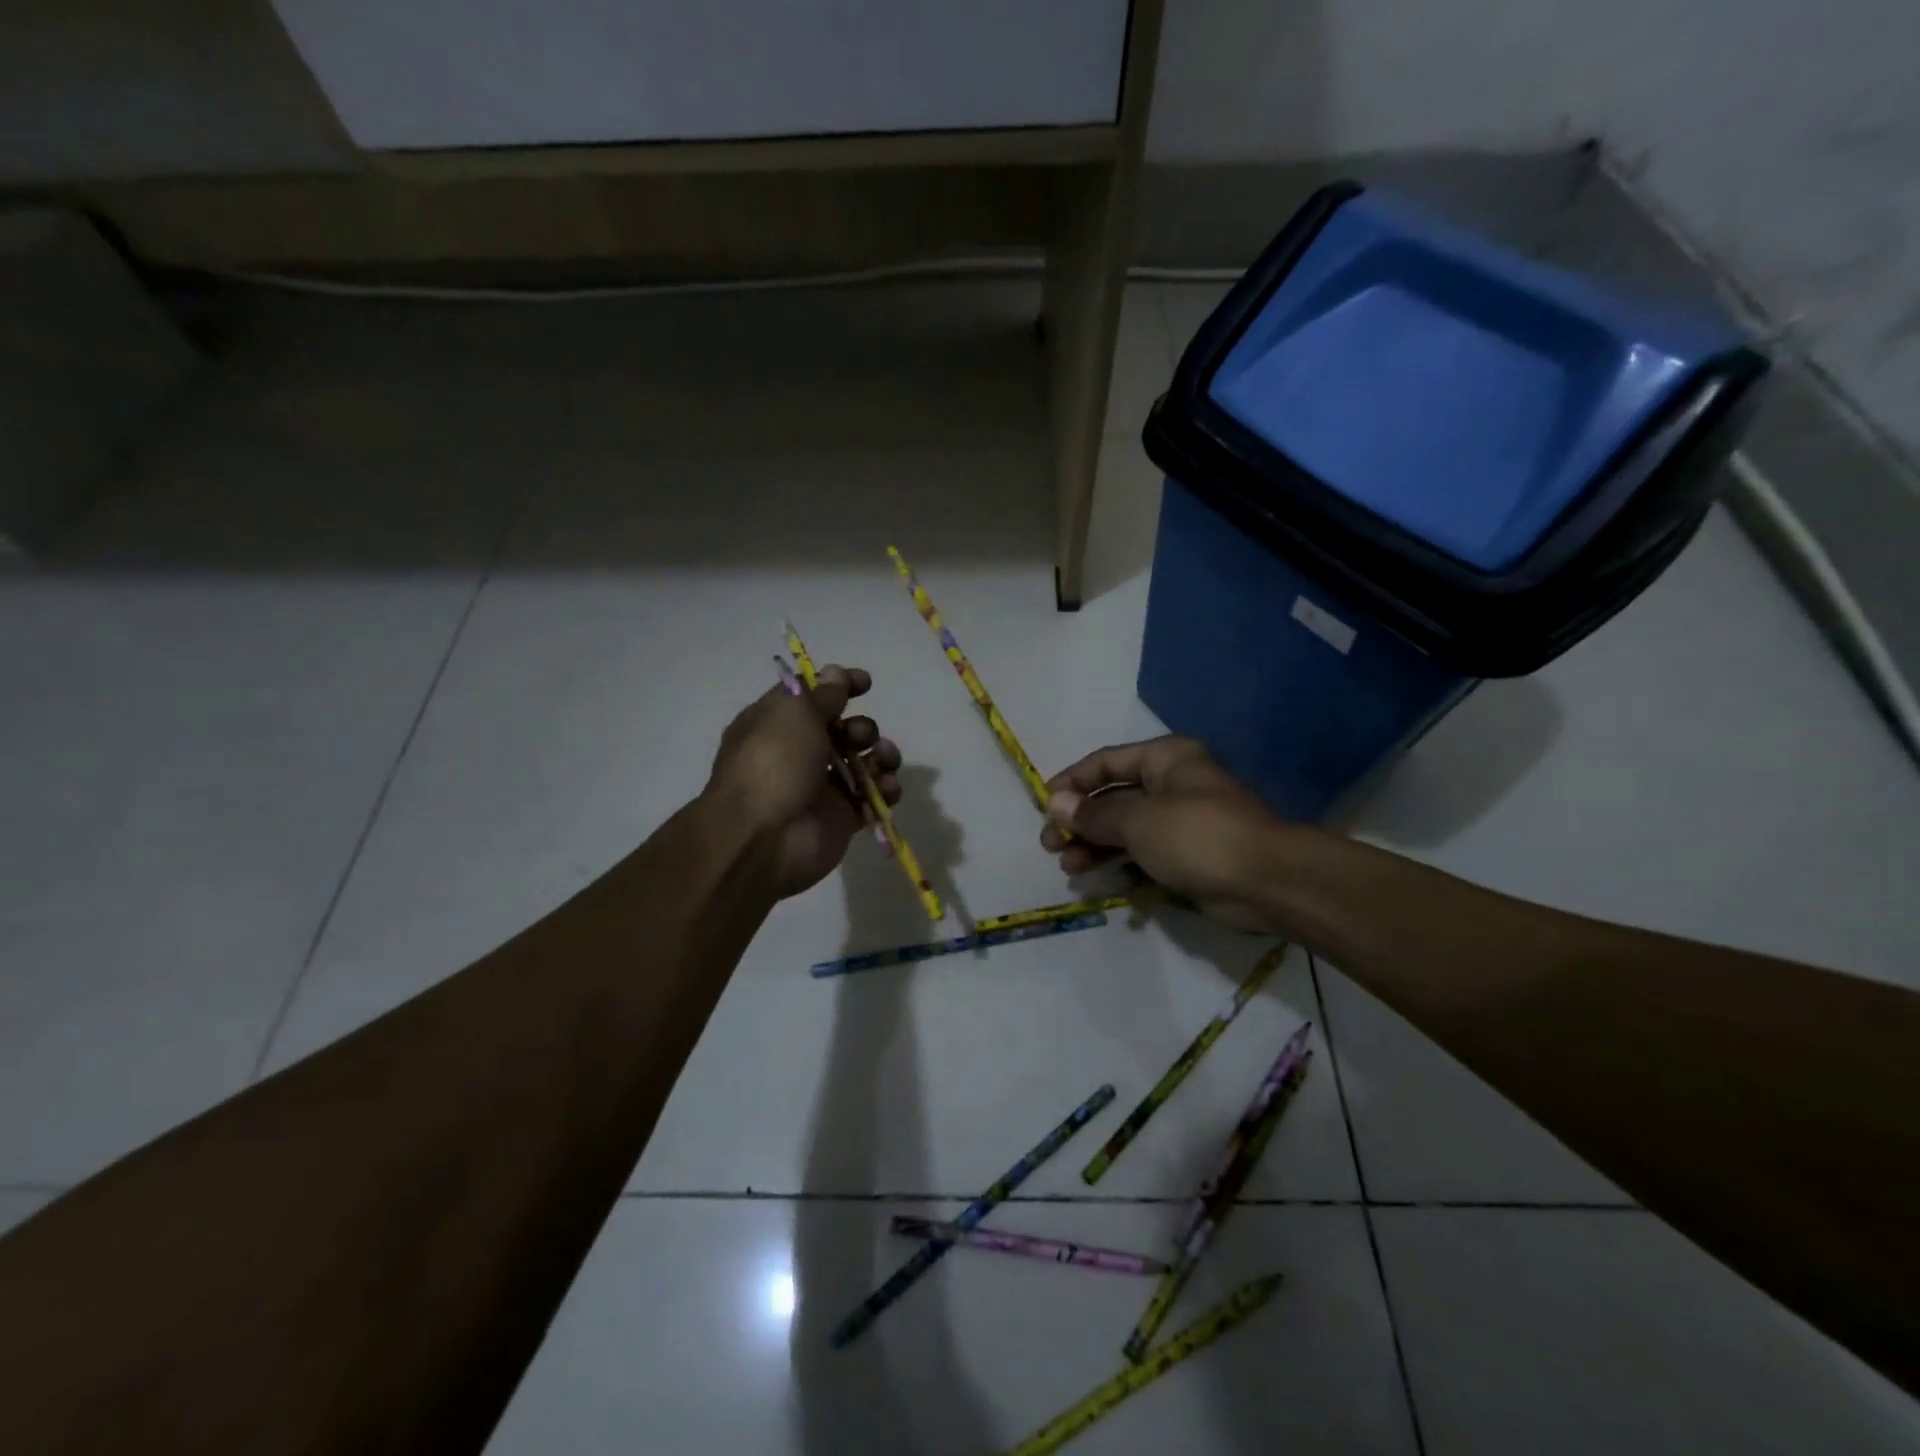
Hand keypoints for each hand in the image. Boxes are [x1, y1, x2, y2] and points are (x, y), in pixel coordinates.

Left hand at [705, 666, 902, 898]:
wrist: (765, 838)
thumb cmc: (774, 763)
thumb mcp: (795, 713)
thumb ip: (822, 694)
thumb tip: (836, 673)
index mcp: (776, 724)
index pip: (811, 696)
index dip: (839, 686)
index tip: (866, 683)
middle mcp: (798, 754)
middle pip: (843, 729)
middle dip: (862, 727)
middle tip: (859, 736)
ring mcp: (821, 787)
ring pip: (862, 762)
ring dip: (881, 754)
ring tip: (883, 760)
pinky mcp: (842, 817)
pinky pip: (872, 797)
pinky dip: (885, 789)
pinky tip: (888, 788)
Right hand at [1040, 736, 1294, 931]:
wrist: (1266, 882)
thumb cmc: (1197, 835)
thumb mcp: (1137, 820)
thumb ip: (1094, 813)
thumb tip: (1056, 803)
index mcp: (1165, 760)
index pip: (1106, 762)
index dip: (1073, 781)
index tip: (1044, 804)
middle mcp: (1172, 785)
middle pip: (1114, 799)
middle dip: (1080, 822)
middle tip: (1051, 846)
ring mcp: (1182, 823)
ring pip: (1126, 831)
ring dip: (1096, 848)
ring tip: (1070, 869)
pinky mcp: (1189, 857)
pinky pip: (1145, 857)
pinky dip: (1124, 867)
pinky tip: (1105, 883)